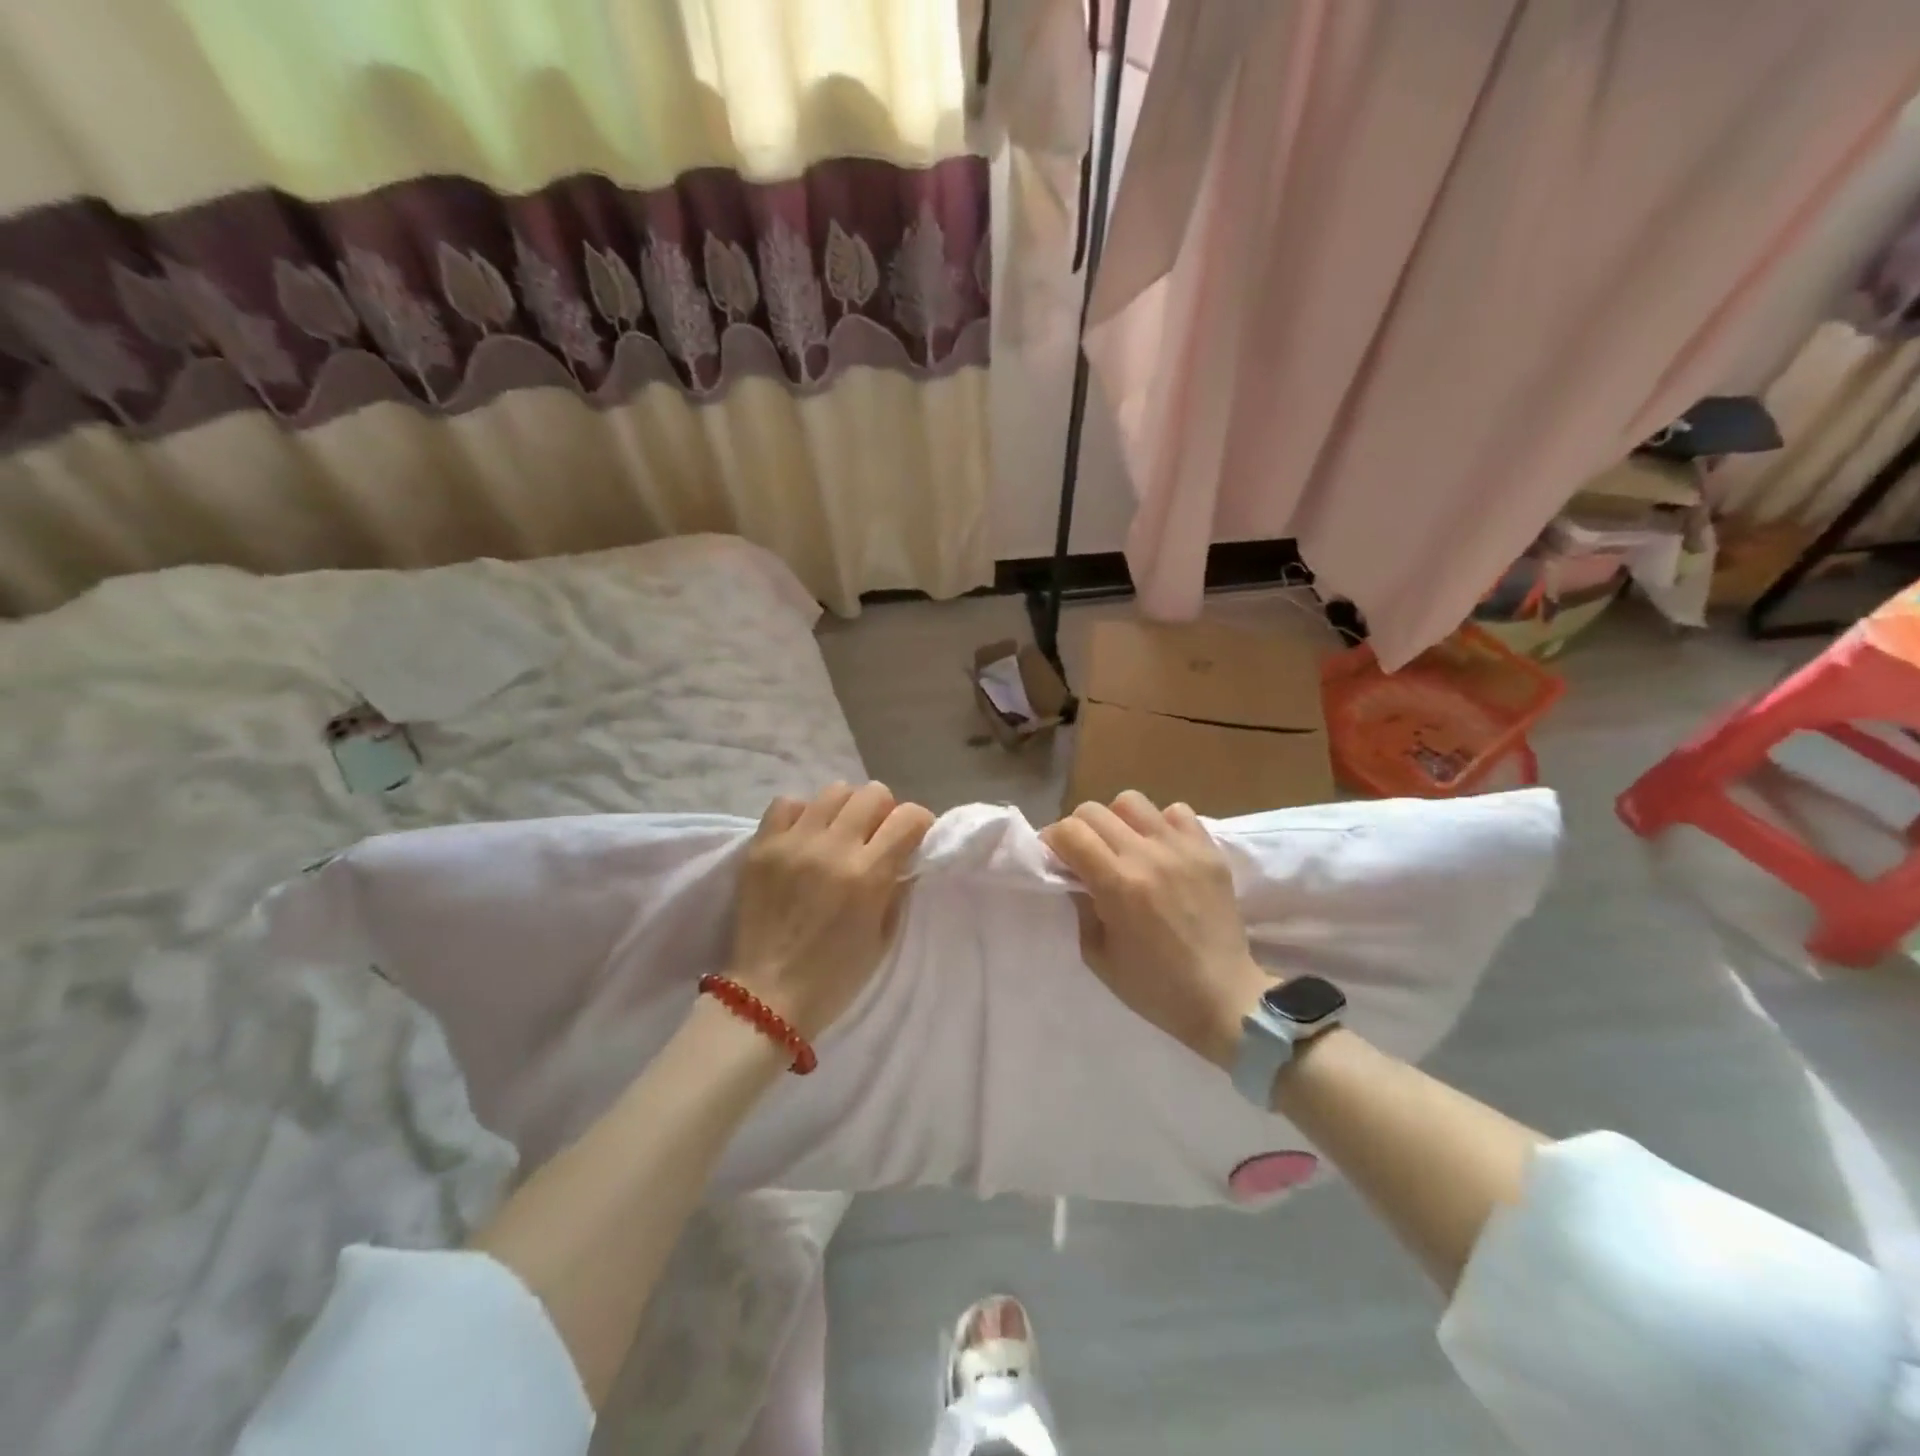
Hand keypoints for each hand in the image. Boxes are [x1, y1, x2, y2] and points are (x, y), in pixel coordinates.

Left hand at [727, 782, 934, 1041]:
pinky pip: (787, 803)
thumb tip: (905, 855)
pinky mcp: (762, 846)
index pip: (908, 817)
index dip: (919, 823)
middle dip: (884, 811)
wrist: (766, 997)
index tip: (914, 837)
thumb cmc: (834, 977)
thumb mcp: (883, 938)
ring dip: (845, 810)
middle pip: (873, 793)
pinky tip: (804, 837)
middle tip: (876, 836)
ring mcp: (794, 843)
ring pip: (833, 791)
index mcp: (868, 875)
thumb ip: (896, 888)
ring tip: (838, 834)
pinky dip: (802, 814)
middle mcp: (833, 849)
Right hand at [1040, 791, 1272, 1068]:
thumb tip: (1070, 873)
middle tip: (1084, 855)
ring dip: (1117, 820)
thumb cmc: (1154, 987)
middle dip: (1078, 829)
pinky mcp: (1209, 850)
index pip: (1069, 832)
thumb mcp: (1097, 955)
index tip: (1054, 858)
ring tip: (1123, 847)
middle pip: (1094, 810)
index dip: (1052, 841)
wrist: (1224, 998)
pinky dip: (1160, 824)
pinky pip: (1177, 811)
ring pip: (1131, 801)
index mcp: (1118, 885)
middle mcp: (1149, 856)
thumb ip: (1078, 905)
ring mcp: (1183, 849)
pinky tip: (1160, 851)